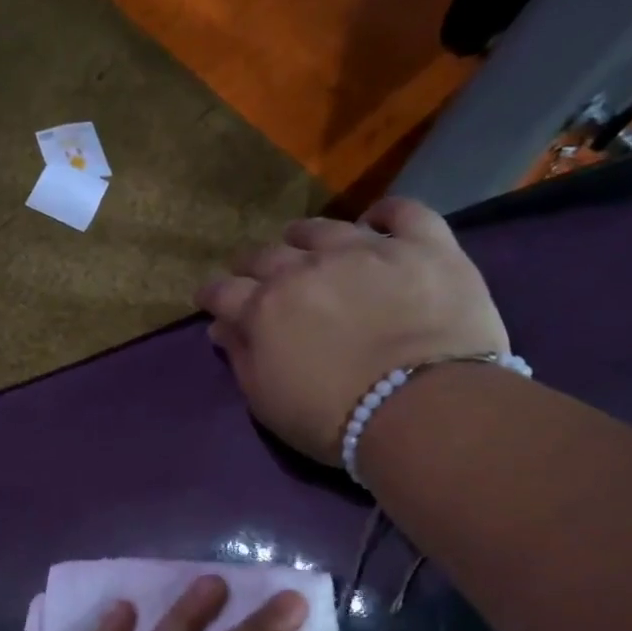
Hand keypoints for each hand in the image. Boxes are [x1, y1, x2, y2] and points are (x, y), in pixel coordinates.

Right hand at [195, 198, 508, 465]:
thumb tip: (221, 327)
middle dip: (253, 265)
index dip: (213, 294)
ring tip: (303, 242)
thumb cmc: (331, 418)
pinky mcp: (422, 246)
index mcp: (264, 308)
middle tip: (255, 276)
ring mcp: (366, 250)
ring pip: (324, 227)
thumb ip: (241, 358)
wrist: (419, 406)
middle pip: (267, 255)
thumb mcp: (267, 401)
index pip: (224, 291)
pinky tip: (377, 220)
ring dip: (305, 236)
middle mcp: (306, 268)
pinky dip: (386, 213)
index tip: (209, 299)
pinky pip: (402, 212)